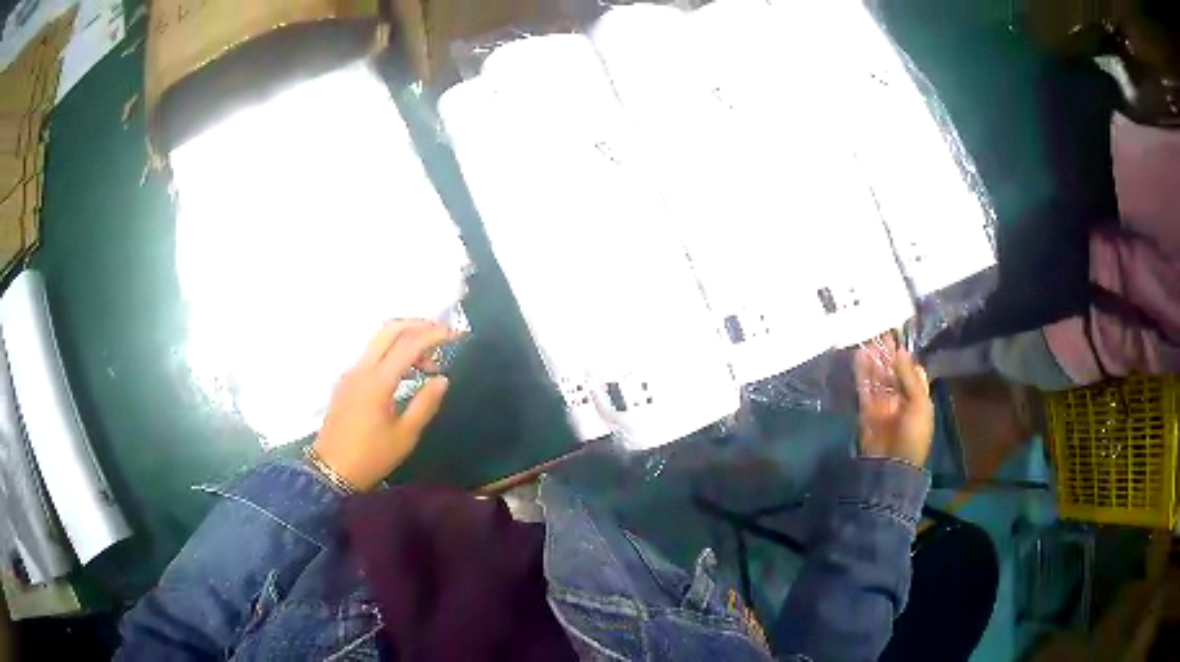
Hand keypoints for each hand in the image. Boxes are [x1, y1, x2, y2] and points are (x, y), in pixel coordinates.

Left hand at [312, 320, 453, 490]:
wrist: (331, 470)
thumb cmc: (371, 457)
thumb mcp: (405, 436)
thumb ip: (425, 404)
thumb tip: (442, 379)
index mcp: (378, 381)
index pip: (409, 344)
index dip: (434, 335)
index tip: (457, 336)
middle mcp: (362, 368)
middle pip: (389, 330)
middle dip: (418, 325)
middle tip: (442, 334)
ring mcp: (351, 373)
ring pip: (379, 341)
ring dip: (405, 340)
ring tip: (429, 363)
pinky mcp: (347, 381)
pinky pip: (372, 355)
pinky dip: (392, 353)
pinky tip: (406, 373)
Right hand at [854, 335, 933, 466]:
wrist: (892, 464)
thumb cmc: (913, 434)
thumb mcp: (919, 404)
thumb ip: (909, 376)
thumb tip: (900, 350)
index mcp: (917, 396)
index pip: (912, 370)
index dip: (904, 354)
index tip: (897, 334)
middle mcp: (900, 397)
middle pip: (892, 371)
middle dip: (886, 353)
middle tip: (878, 329)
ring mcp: (882, 403)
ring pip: (877, 376)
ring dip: (873, 359)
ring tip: (867, 337)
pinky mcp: (866, 409)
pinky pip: (864, 387)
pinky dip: (861, 372)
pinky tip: (859, 356)